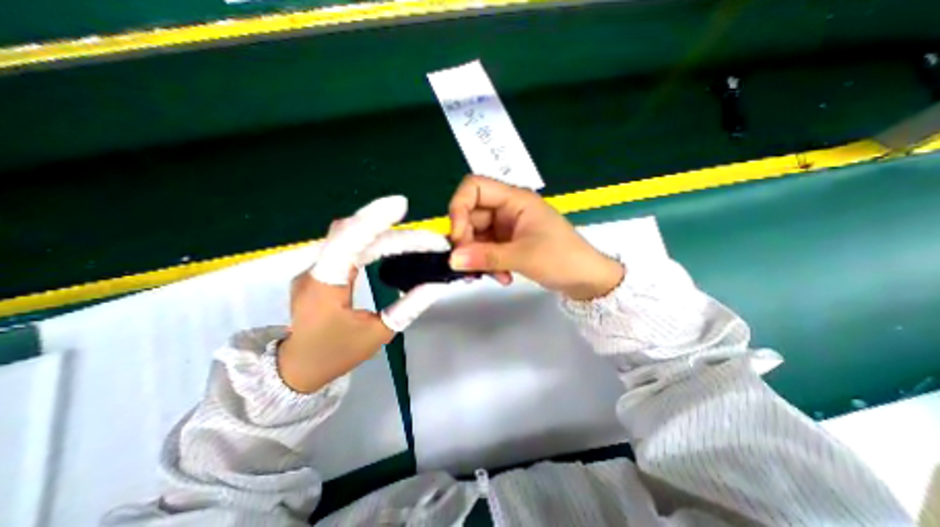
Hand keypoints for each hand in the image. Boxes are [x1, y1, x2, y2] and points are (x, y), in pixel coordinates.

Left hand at [278, 195, 451, 392]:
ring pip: (353, 237)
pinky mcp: (325, 269)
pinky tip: (396, 241)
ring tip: (420, 240)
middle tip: (431, 239)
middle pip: (355, 235)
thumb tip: (436, 284)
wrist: (297, 368)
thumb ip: (409, 307)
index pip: (347, 241)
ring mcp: (318, 267)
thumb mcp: (378, 334)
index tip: (401, 205)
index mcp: (323, 285)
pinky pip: (351, 246)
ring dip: (388, 234)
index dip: (373, 219)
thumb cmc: (336, 354)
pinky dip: (376, 240)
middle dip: (395, 232)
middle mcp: (316, 269)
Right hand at [447, 175, 622, 299]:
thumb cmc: (562, 259)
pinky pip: (486, 249)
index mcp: (515, 200)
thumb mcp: (523, 256)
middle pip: (470, 215)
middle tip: (468, 265)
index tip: (458, 238)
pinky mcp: (508, 243)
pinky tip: (501, 278)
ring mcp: (507, 227)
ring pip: (476, 236)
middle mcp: (507, 209)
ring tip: (489, 277)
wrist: (586, 280)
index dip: (459, 208)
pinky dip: (487, 264)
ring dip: (476, 258)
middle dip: (466, 242)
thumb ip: (485, 257)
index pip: (474, 187)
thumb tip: (452, 260)